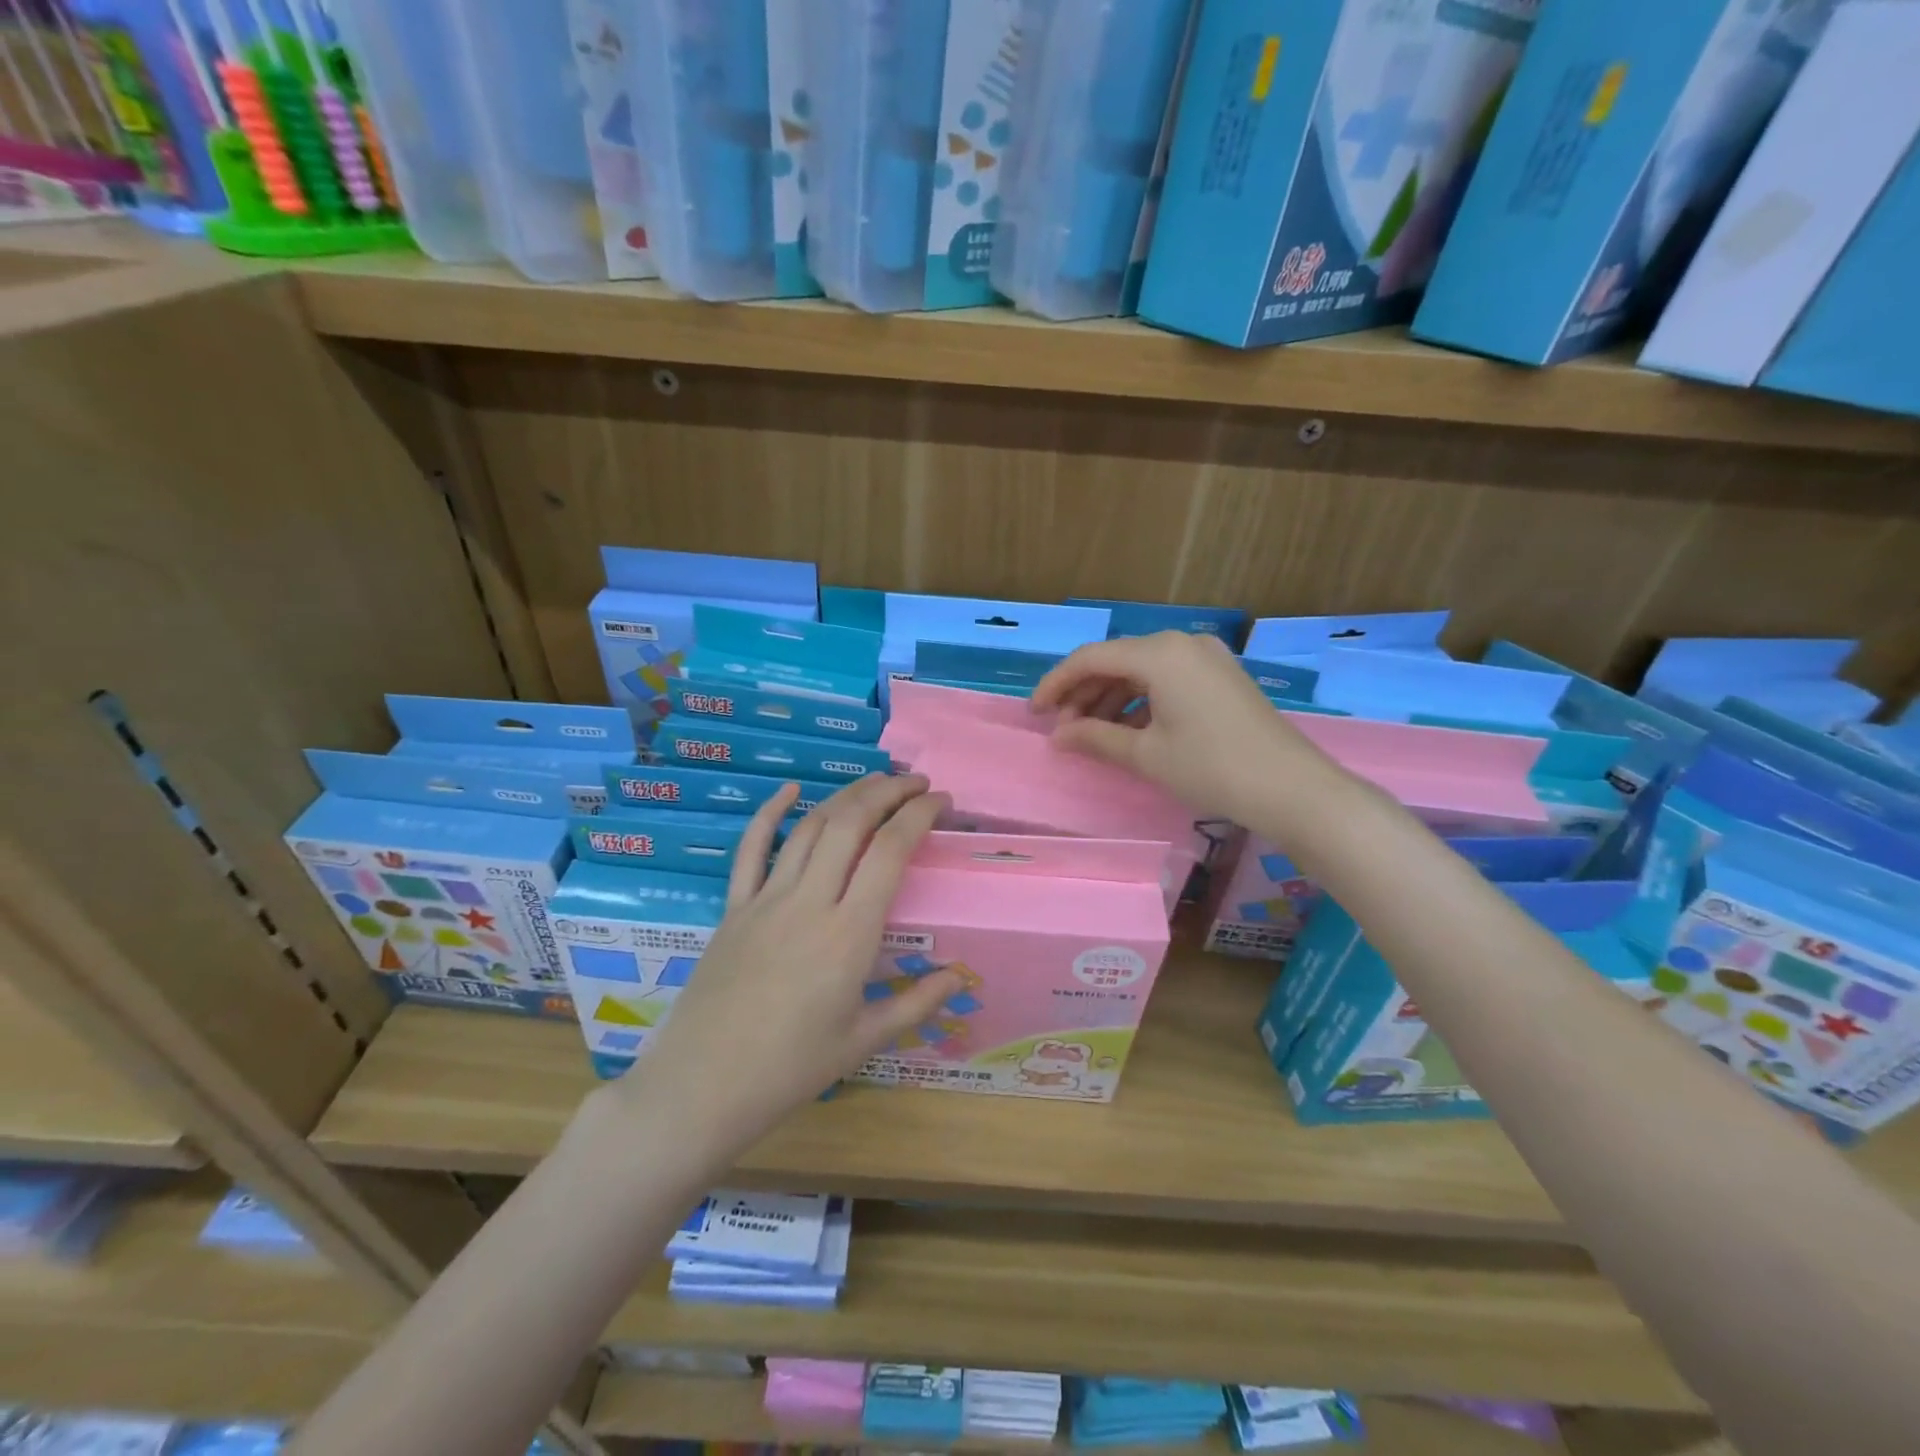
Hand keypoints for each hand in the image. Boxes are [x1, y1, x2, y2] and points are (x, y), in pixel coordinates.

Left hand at [616, 773, 964, 1153]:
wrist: (703, 1087)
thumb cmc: (791, 1069)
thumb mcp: (864, 1041)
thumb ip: (916, 1003)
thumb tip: (961, 977)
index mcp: (849, 934)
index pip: (890, 851)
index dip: (919, 815)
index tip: (941, 801)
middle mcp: (810, 902)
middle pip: (851, 823)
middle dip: (887, 791)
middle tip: (914, 782)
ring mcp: (766, 900)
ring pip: (810, 827)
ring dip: (845, 795)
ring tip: (874, 782)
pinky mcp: (734, 908)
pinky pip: (752, 849)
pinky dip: (770, 813)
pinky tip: (789, 790)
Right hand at [1031, 631, 1342, 821]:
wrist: (1291, 788)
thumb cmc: (1210, 767)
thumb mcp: (1146, 754)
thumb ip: (1094, 738)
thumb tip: (1057, 736)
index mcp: (1159, 653)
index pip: (1091, 658)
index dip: (1056, 684)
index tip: (1034, 713)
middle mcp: (1182, 643)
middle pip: (1116, 661)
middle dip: (1083, 693)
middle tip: (1061, 730)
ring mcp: (1206, 658)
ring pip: (1141, 671)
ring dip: (1110, 699)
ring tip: (1090, 734)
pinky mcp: (1221, 676)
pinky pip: (1166, 679)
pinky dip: (1140, 701)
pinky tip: (1128, 730)